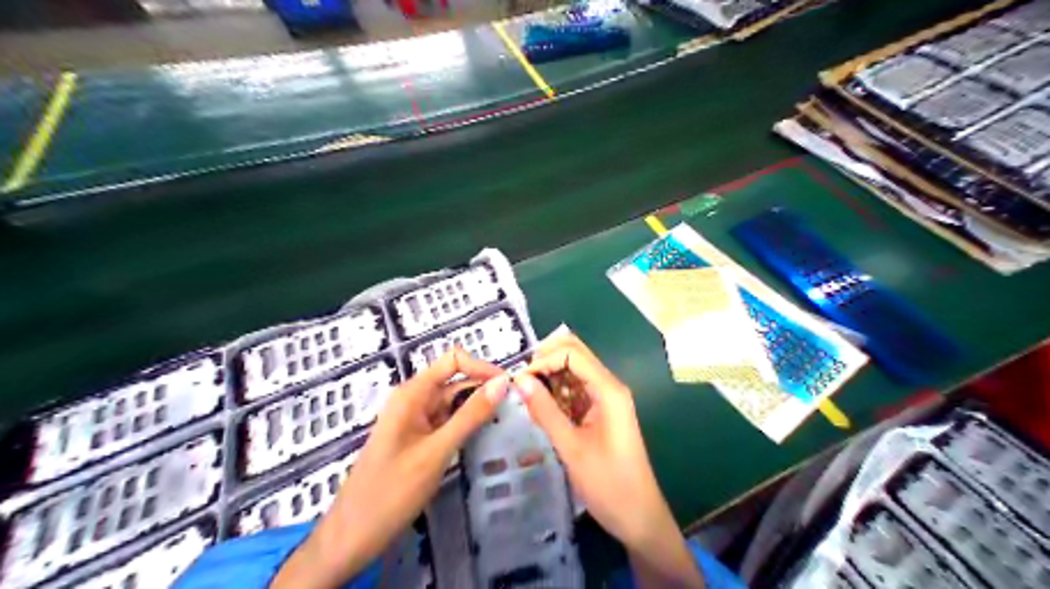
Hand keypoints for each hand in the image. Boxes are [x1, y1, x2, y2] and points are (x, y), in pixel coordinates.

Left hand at [272, 349, 509, 588]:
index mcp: (412, 393)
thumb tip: (502, 383)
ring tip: (506, 422)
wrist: (353, 536)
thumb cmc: (392, 491)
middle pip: (456, 381)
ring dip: (477, 408)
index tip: (508, 387)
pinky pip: (447, 422)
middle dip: (483, 389)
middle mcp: (414, 400)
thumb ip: (470, 416)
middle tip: (515, 408)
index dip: (481, 368)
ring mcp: (416, 420)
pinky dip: (466, 425)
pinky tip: (484, 436)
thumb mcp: (437, 451)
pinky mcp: (419, 439)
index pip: (453, 360)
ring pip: (454, 403)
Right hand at [512, 335, 700, 588]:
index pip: (572, 353)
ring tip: (527, 398)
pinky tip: (541, 410)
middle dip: (546, 361)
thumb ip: (545, 411)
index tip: (519, 381)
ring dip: (549, 378)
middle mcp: (609, 386)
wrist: (638, 517)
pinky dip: (557, 394)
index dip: (543, 359)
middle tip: (521, 384)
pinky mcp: (600, 412)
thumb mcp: (571, 447)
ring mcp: (606, 399)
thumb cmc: (608, 483)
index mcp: (609, 390)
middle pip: (575, 355)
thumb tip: (519, 379)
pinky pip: (575, 391)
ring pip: (574, 371)